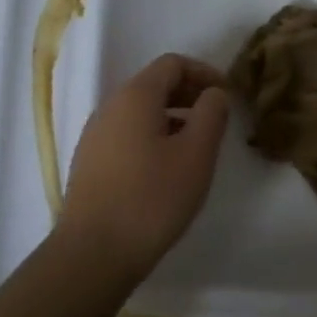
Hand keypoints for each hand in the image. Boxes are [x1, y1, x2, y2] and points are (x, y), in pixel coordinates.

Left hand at [60, 53, 230, 275]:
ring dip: (172, 117)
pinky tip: (167, 168)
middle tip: (216, 118)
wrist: (93, 252)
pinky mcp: (90, 162)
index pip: (172, 64)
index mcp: (135, 96)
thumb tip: (213, 93)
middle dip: (189, 94)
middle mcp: (109, 107)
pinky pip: (126, 134)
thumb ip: (211, 114)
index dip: (204, 72)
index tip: (227, 95)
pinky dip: (152, 136)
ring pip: (139, 111)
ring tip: (196, 146)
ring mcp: (95, 135)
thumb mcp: (196, 154)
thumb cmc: (152, 198)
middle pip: (154, 84)